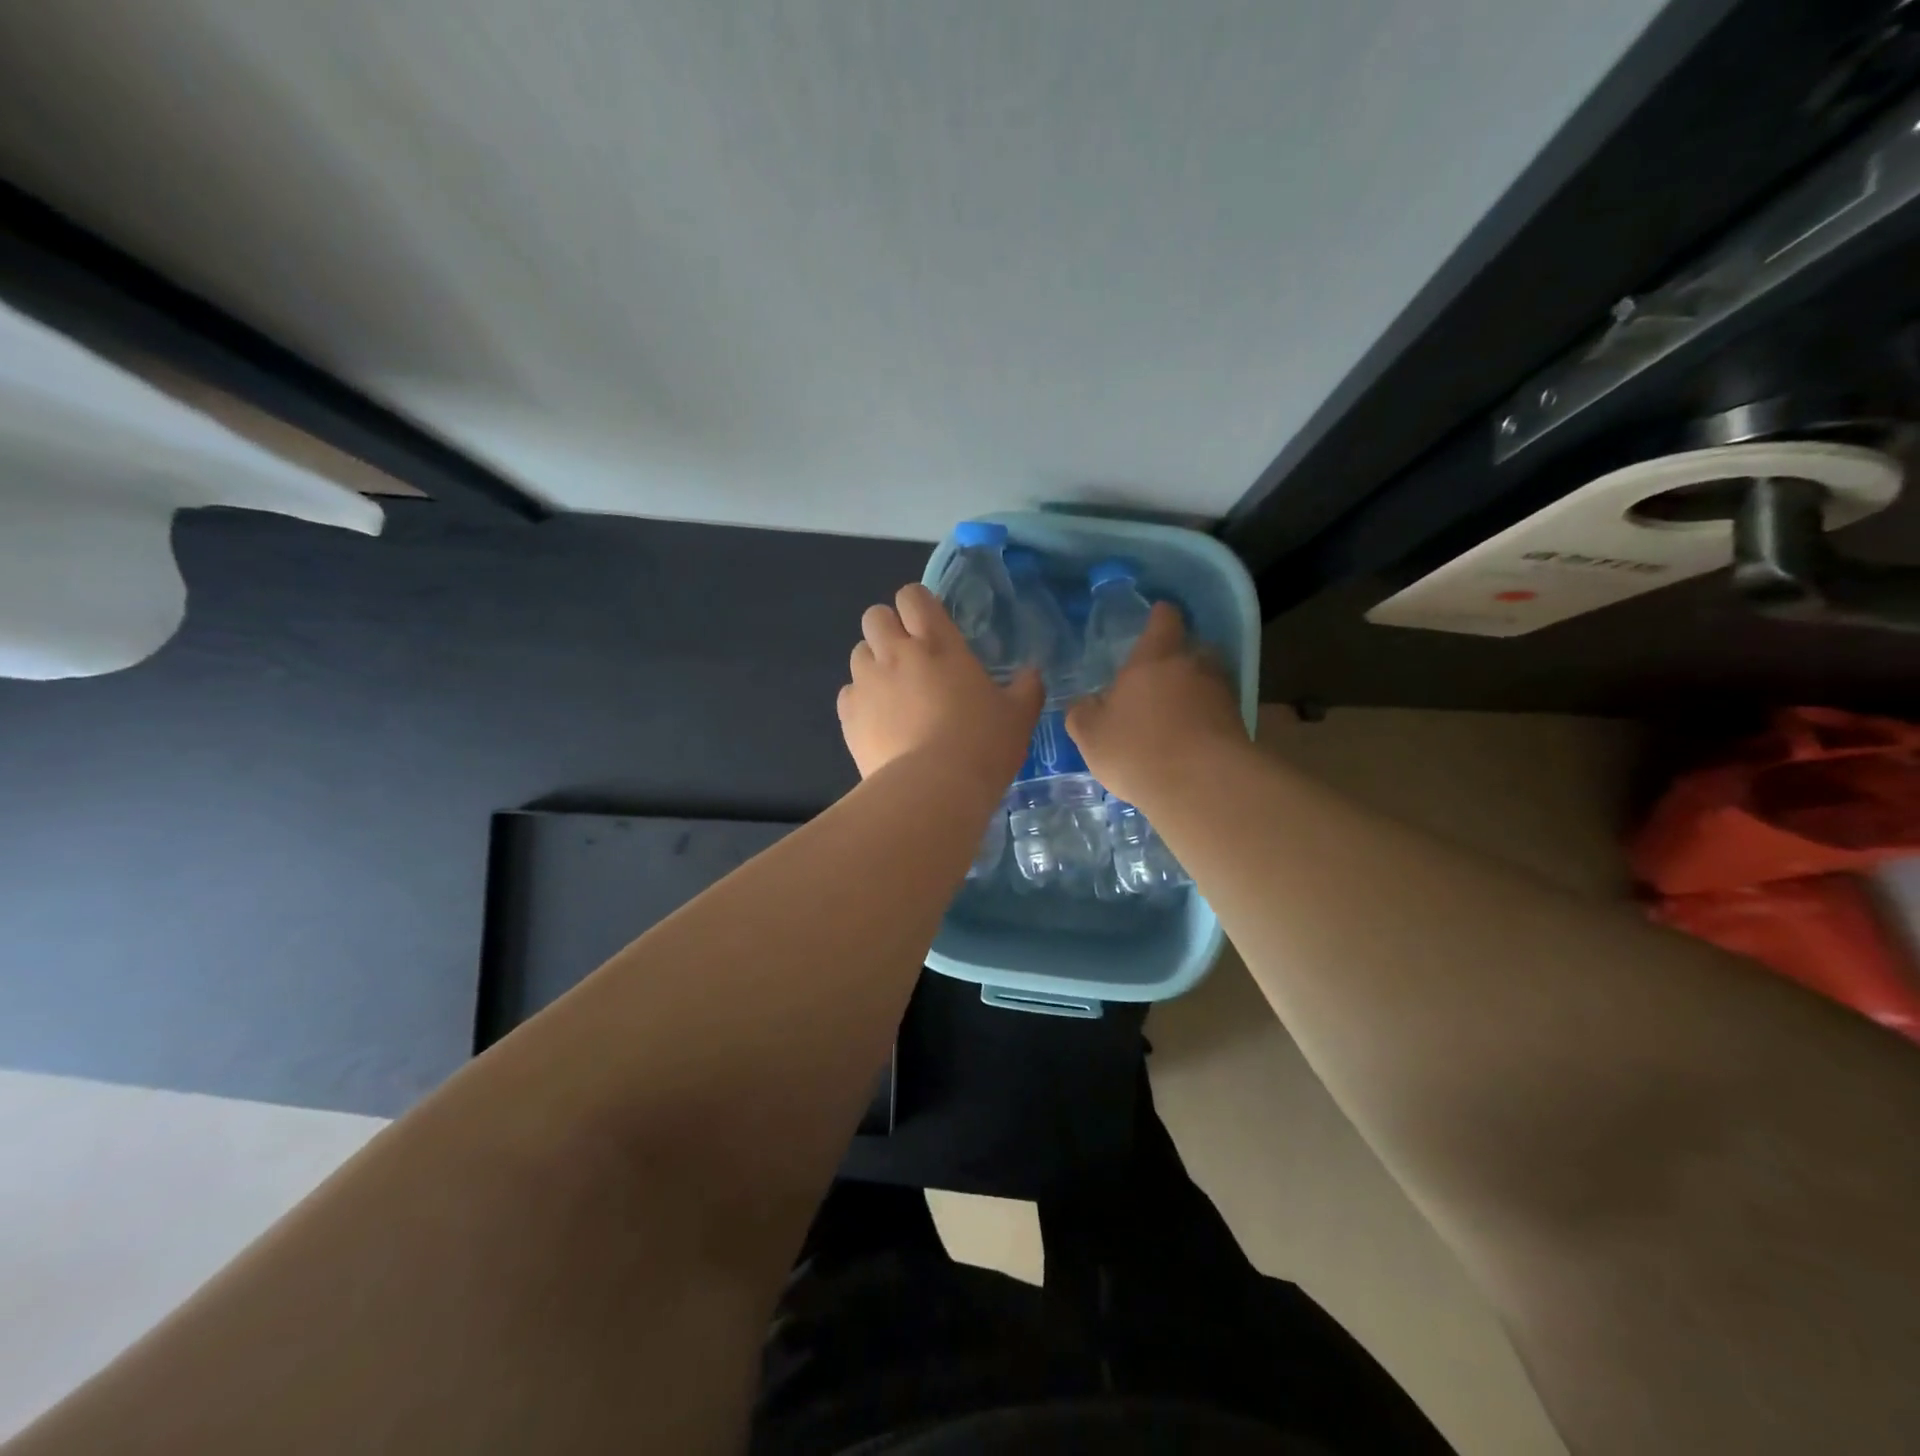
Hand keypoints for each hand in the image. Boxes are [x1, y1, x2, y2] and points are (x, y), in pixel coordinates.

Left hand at [837, 584, 1042, 782]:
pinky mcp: (848, 716)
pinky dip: (861, 700)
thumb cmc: (982, 745)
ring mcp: (866, 683)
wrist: (933, 790)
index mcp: (937, 643)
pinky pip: (848, 693)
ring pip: (858, 653)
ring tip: (893, 693)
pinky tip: (879, 723)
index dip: (918, 605)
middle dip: (888, 629)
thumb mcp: (1019, 716)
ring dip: (873, 664)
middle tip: (910, 657)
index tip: (931, 626)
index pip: (913, 596)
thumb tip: (1032, 673)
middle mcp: (895, 653)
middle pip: (875, 616)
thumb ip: (1027, 688)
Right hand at [1066, 602, 1247, 805]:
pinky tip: (1191, 744)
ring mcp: (1223, 694)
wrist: (1202, 786)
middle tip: (1158, 681)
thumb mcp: (1090, 734)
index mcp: (1155, 657)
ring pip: (1209, 682)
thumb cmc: (1137, 748)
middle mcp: (1195, 664)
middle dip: (1178, 661)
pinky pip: (1220, 713)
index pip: (1164, 619)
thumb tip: (1084, 703)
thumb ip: (1083, 712)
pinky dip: (1208, 722)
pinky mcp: (1241, 725)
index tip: (1154, 621)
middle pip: (1192, 649)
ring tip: (1176, 717)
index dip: (1159, 618)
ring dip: (1195, 694)